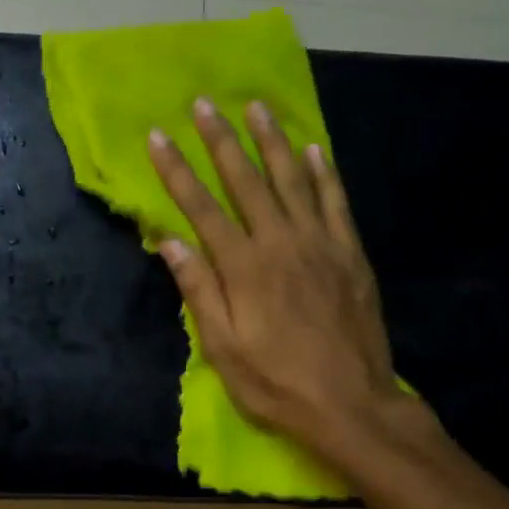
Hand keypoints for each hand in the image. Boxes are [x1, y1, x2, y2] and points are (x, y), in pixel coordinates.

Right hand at [148, 98, 429, 466]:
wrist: (352, 405)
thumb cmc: (276, 382)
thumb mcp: (223, 349)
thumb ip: (199, 291)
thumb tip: (170, 242)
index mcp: (244, 267)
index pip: (201, 208)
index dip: (176, 171)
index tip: (157, 137)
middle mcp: (281, 243)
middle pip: (246, 180)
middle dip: (221, 140)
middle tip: (203, 104)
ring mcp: (321, 244)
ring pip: (294, 179)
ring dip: (273, 141)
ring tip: (257, 108)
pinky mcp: (350, 254)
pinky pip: (336, 202)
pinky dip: (325, 173)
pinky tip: (314, 148)